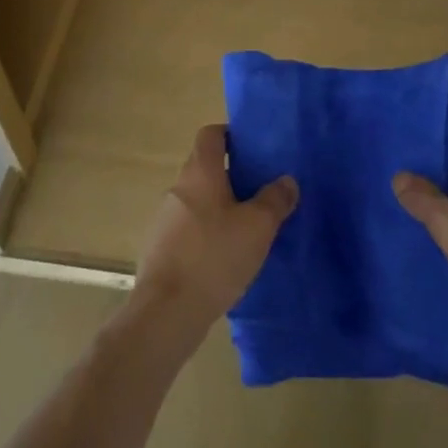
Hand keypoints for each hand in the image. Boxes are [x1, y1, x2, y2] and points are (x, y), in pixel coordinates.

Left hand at [131, 125, 297, 345]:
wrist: (166, 312)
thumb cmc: (214, 257)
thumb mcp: (258, 227)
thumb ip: (275, 200)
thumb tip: (286, 180)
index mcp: (200, 172)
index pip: (210, 135)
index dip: (231, 135)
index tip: (253, 150)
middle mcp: (178, 188)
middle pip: (205, 169)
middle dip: (232, 176)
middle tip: (261, 192)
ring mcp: (165, 219)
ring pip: (198, 201)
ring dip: (220, 208)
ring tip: (248, 228)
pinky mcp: (161, 249)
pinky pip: (189, 229)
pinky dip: (207, 234)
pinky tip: (226, 258)